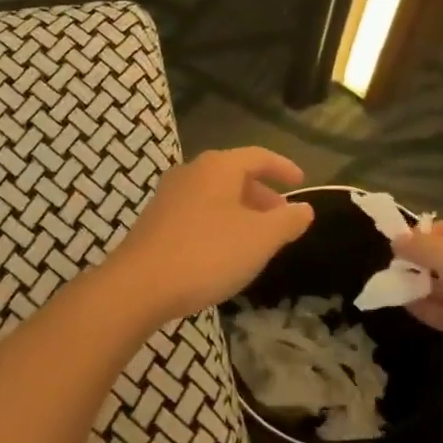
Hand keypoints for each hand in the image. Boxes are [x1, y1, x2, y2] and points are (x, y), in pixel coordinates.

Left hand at [106, 148, 314, 323]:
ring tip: (256, 238)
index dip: (283, 168)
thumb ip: (287, 221)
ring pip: (215, 195)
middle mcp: (191, 172)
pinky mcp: (154, 221)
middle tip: (281, 217)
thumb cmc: (207, 254)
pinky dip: (218, 223)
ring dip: (240, 211)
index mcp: (218, 167)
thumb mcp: (260, 239)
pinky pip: (197, 212)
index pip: (258, 156)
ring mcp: (168, 196)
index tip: (301, 182)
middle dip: (261, 195)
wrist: (139, 285)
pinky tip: (223, 251)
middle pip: (234, 175)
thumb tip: (304, 209)